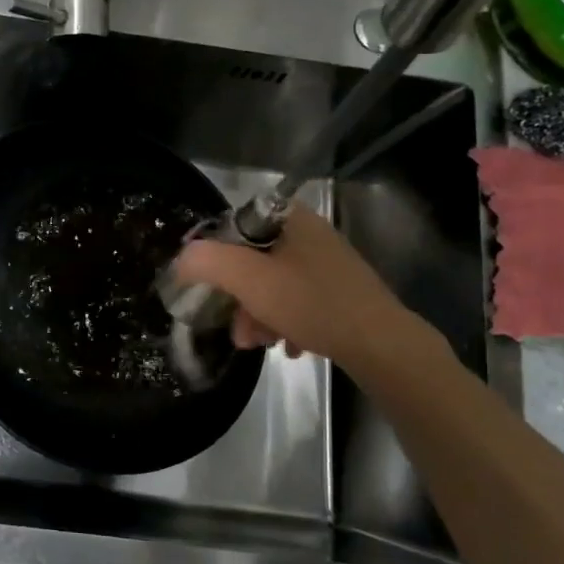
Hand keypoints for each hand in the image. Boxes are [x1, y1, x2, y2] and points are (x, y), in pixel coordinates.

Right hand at [172, 204, 424, 373]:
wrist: (382, 344)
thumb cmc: (311, 303)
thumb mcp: (249, 280)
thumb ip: (207, 262)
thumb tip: (182, 260)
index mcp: (289, 218)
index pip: (233, 226)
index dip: (214, 257)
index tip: (208, 288)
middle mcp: (309, 233)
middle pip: (252, 260)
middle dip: (238, 297)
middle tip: (237, 329)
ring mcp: (327, 262)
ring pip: (273, 284)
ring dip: (258, 314)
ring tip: (260, 343)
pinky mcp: (340, 290)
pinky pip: (297, 300)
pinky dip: (285, 321)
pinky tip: (288, 345)